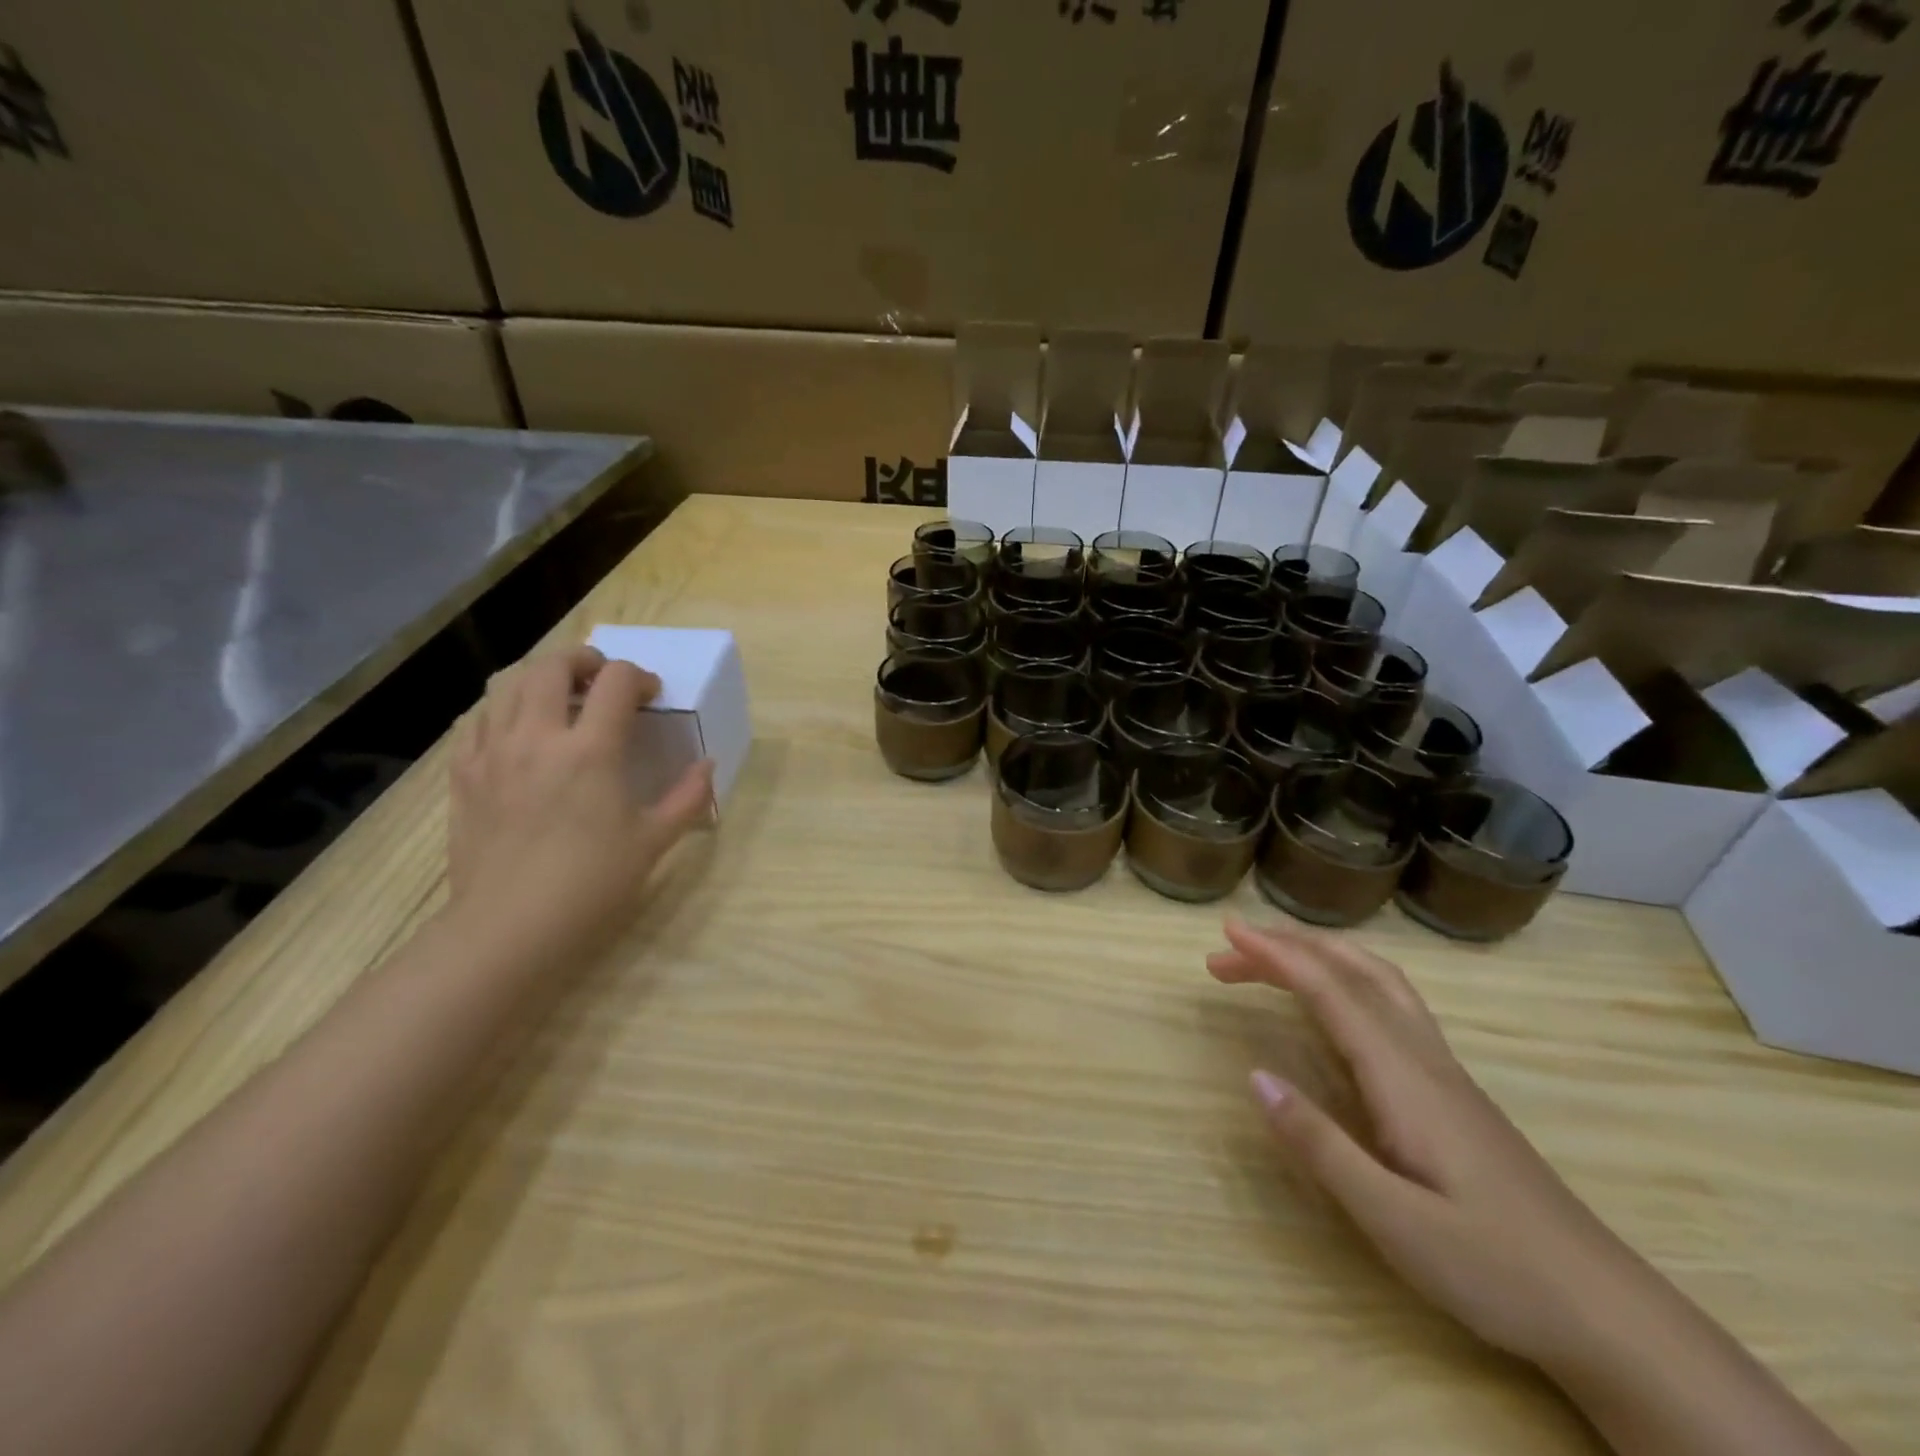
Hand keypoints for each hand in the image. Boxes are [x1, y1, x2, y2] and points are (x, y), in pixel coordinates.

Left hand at [448, 646, 714, 965]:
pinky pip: (476, 721)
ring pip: (508, 685)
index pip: (617, 682)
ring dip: (540, 679)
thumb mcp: (653, 841)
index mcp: (590, 751)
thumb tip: (707, 765)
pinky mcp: (463, 775)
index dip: (639, 677)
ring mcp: (492, 753)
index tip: (650, 696)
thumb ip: (687, 797)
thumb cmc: (591, 884)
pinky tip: (518, 733)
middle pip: (552, 666)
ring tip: (561, 699)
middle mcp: (538, 738)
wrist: (509, 928)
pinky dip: (502, 711)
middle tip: (603, 680)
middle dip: (584, 661)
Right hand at [1209, 917, 1640, 1370]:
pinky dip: (1349, 979)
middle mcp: (1423, 1057)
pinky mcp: (1452, 1090)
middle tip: (1230, 951)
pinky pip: (1392, 1005)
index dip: (1275, 954)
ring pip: (1379, 981)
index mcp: (1404, 1076)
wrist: (1609, 1312)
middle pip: (1353, 971)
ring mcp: (1444, 1071)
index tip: (1227, 931)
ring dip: (1321, 956)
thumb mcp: (1394, 1221)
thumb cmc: (1496, 1268)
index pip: (1330, 991)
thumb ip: (1320, 1145)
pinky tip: (1334, 1005)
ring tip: (1272, 960)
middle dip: (1288, 948)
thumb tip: (1255, 1076)